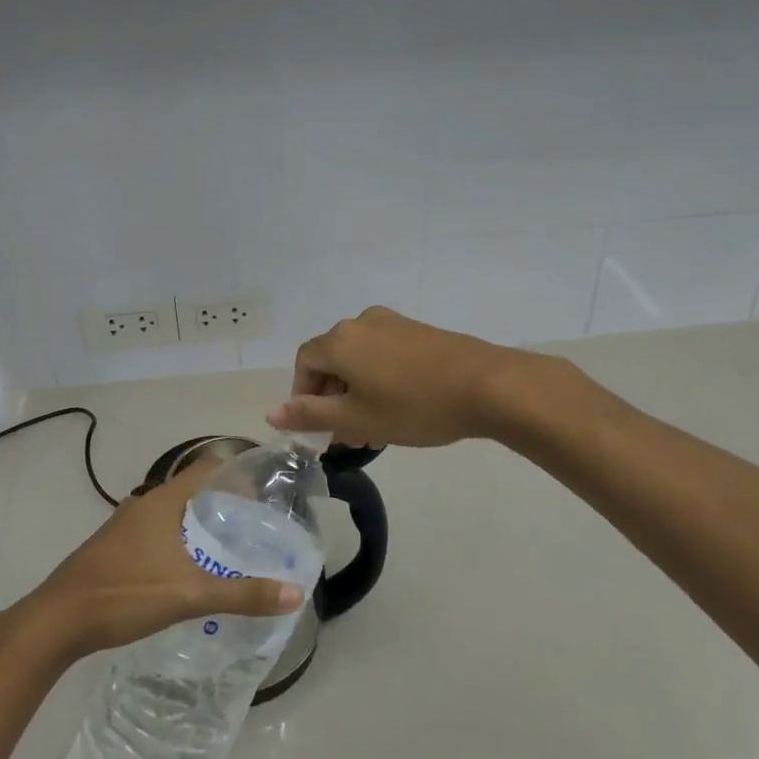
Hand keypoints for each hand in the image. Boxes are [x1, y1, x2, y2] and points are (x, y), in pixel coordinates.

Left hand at [11, 459, 303, 663]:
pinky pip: (157, 531)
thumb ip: (243, 594)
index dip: (238, 473)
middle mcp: (145, 504)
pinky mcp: (114, 547)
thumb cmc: (125, 594)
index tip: (266, 490)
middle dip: (224, 502)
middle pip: (193, 490)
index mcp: (164, 501)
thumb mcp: (190, 595)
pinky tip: (190, 568)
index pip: (209, 468)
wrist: (56, 620)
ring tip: (230, 546)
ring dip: (200, 523)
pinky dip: (179, 539)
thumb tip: (295, 594)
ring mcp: (126, 525)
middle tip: (256, 524)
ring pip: (173, 513)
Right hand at [265, 306, 528, 448]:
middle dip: (332, 399)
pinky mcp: (418, 331)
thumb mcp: (357, 419)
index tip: (320, 430)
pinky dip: (380, 379)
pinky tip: (400, 407)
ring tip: (376, 428)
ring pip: (359, 359)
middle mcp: (361, 323)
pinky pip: (384, 354)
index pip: (304, 364)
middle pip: (331, 360)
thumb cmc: (414, 406)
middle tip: (348, 436)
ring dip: (357, 392)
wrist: (487, 385)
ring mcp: (393, 323)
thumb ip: (311, 415)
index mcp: (340, 340)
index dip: (304, 398)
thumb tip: (271, 413)